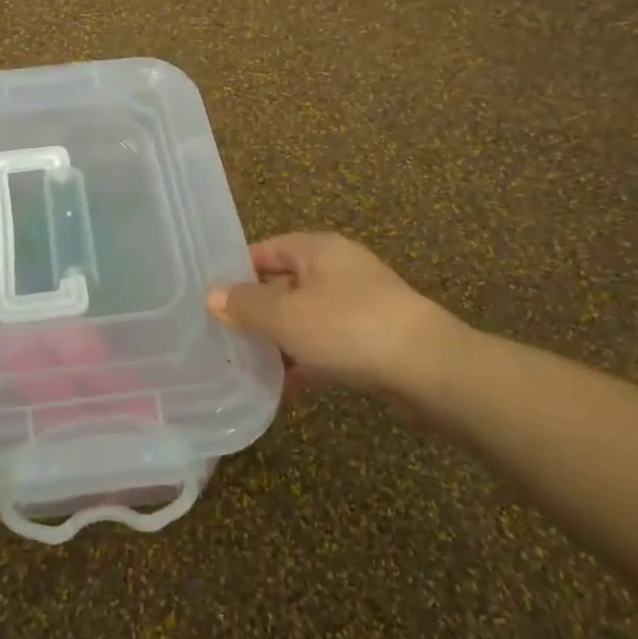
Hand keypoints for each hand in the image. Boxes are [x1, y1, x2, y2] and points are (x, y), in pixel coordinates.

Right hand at [208, 233, 466, 417]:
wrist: (430, 368)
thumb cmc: (348, 327)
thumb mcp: (285, 315)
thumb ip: (245, 305)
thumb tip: (212, 295)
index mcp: (317, 249)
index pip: (264, 250)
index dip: (235, 270)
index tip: (207, 296)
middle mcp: (338, 269)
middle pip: (283, 284)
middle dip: (254, 310)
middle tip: (220, 334)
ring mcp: (358, 304)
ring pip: (304, 317)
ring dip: (278, 339)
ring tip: (244, 364)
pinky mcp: (372, 338)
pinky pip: (326, 344)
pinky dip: (305, 361)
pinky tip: (283, 389)